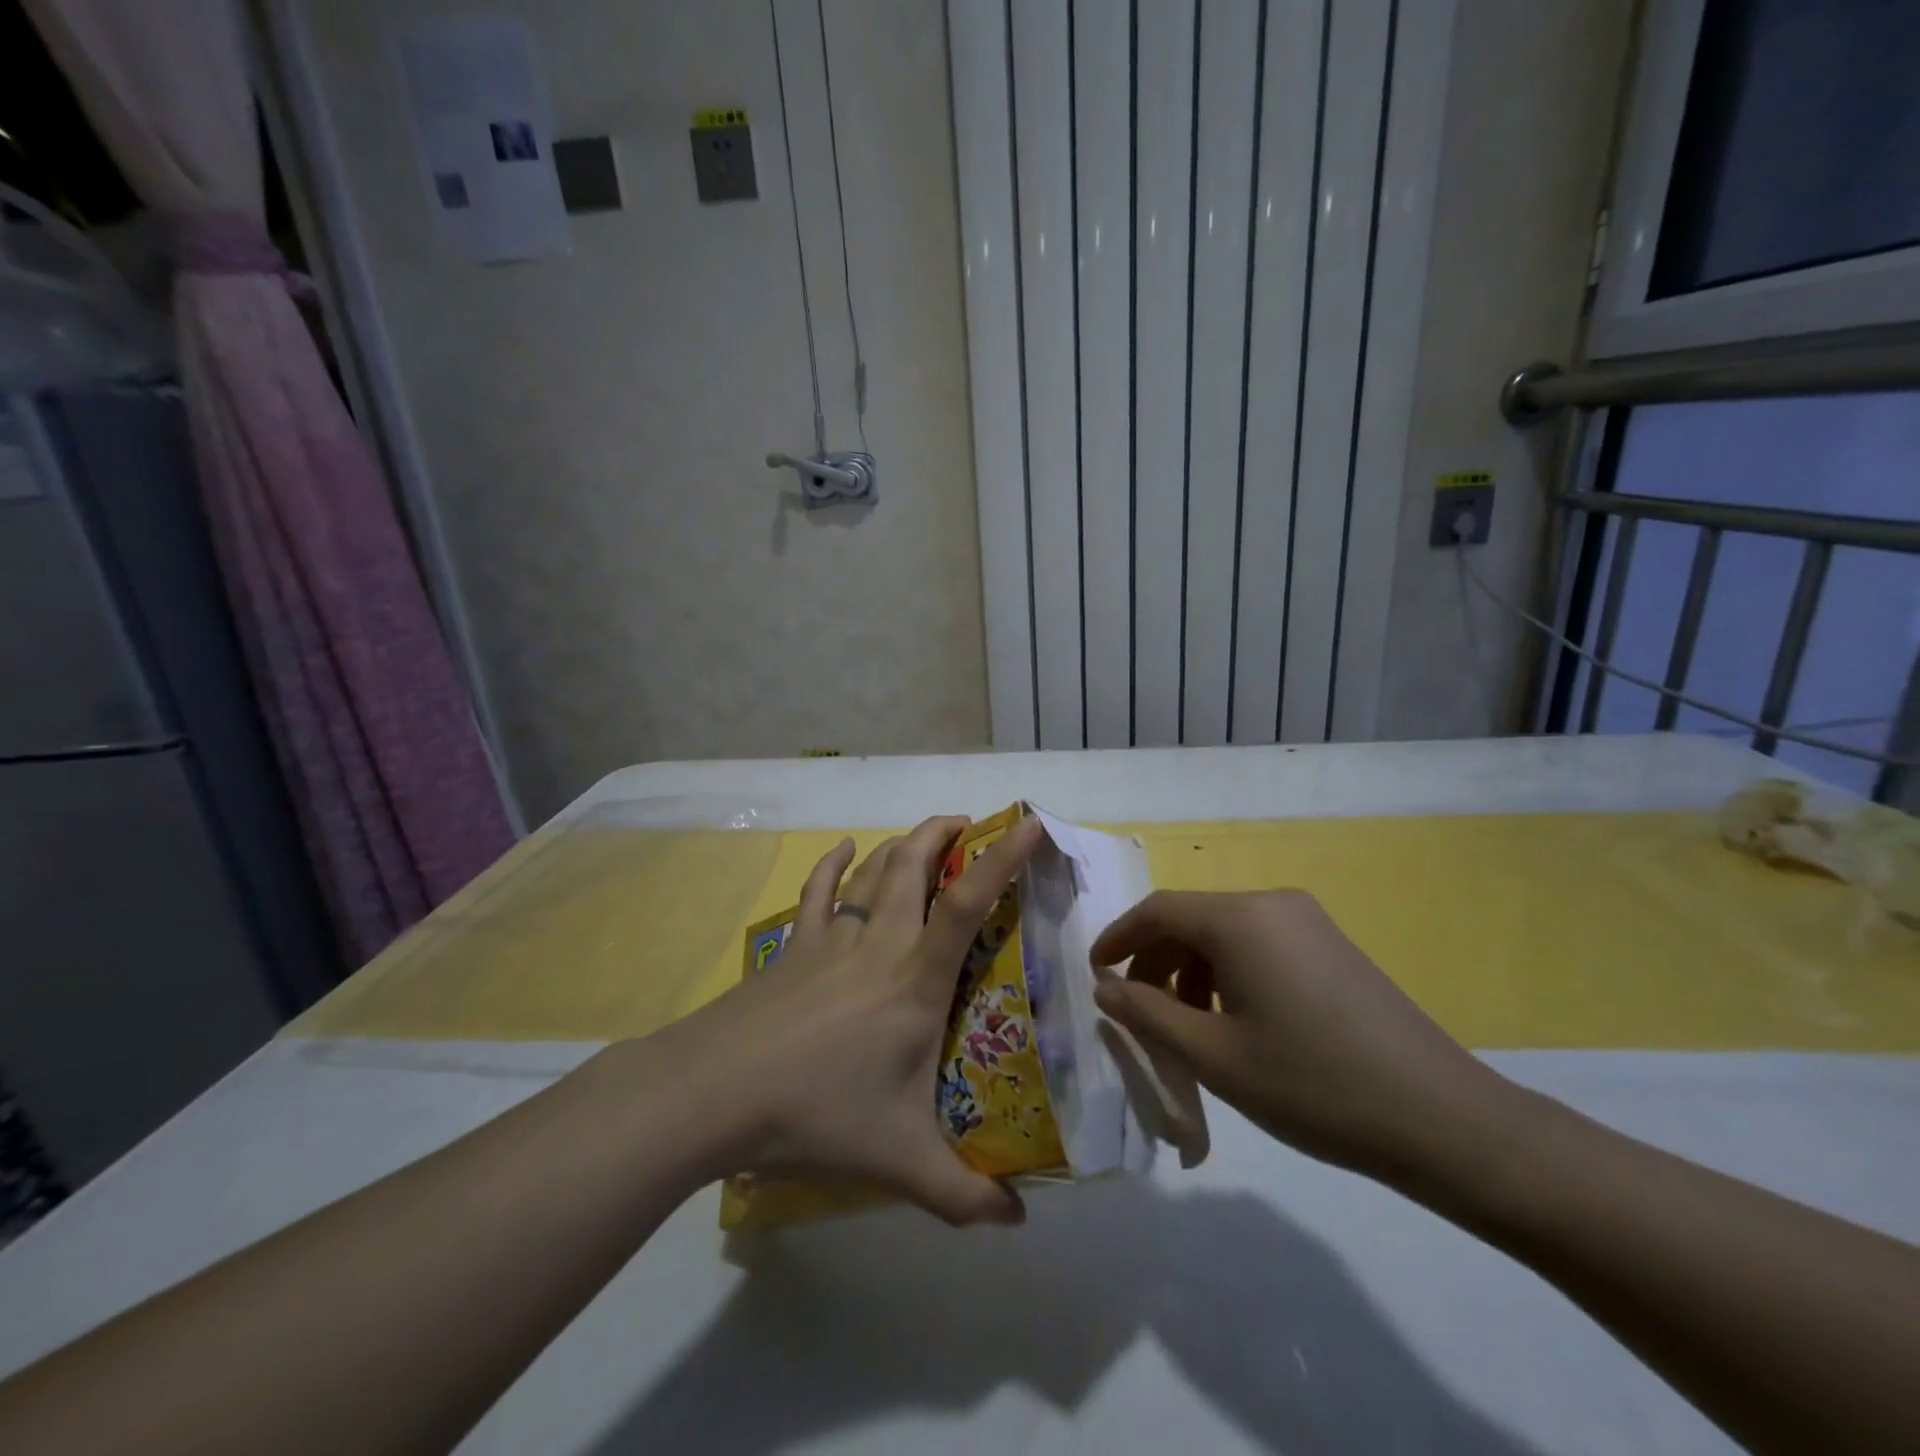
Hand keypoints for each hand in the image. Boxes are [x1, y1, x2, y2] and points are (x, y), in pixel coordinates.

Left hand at [661, 814, 1040, 1226]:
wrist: (715, 1093)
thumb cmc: (816, 1114)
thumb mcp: (900, 1162)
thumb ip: (963, 1195)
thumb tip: (1018, 1223)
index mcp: (916, 982)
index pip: (968, 905)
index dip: (1002, 859)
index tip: (1028, 824)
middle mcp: (880, 945)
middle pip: (914, 865)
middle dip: (944, 833)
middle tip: (970, 823)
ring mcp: (832, 940)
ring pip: (873, 871)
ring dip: (902, 844)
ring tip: (925, 836)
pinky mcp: (794, 947)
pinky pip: (818, 891)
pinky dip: (833, 864)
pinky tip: (842, 849)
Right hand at [1089, 890, 1510, 1183]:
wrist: (1443, 1121)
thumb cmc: (1314, 1086)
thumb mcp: (1215, 1057)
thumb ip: (1147, 1015)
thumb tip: (1105, 986)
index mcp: (1240, 919)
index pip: (1157, 911)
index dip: (1117, 939)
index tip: (1095, 976)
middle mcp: (1272, 904)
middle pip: (1190, 920)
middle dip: (1154, 962)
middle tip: (1136, 1012)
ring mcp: (1307, 922)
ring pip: (1223, 934)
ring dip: (1190, 973)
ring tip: (1184, 1028)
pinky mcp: (1330, 946)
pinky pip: (1257, 946)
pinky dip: (1227, 975)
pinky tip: (1233, 1023)